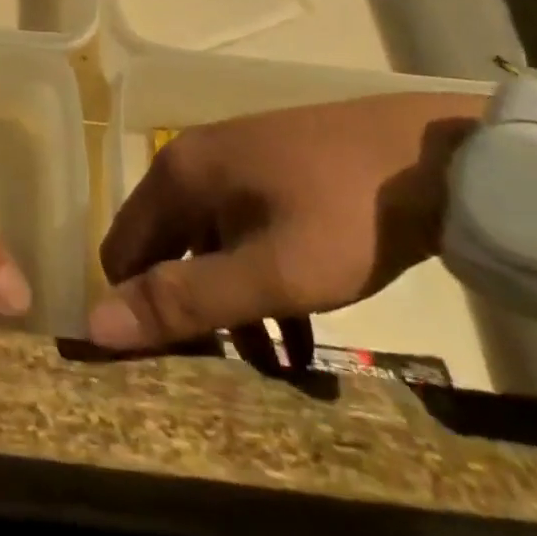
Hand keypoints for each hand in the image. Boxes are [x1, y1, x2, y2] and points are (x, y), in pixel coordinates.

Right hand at [88, 92, 484, 353]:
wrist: (439, 157)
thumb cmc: (346, 215)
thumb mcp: (272, 272)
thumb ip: (186, 299)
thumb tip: (97, 326)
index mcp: (177, 174)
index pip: (122, 251)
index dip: (136, 309)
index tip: (172, 366)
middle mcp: (194, 163)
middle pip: (165, 251)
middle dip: (189, 314)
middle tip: (225, 377)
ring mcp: (236, 166)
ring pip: (209, 249)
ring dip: (229, 307)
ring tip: (276, 371)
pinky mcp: (272, 175)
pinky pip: (243, 236)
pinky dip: (257, 283)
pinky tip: (299, 335)